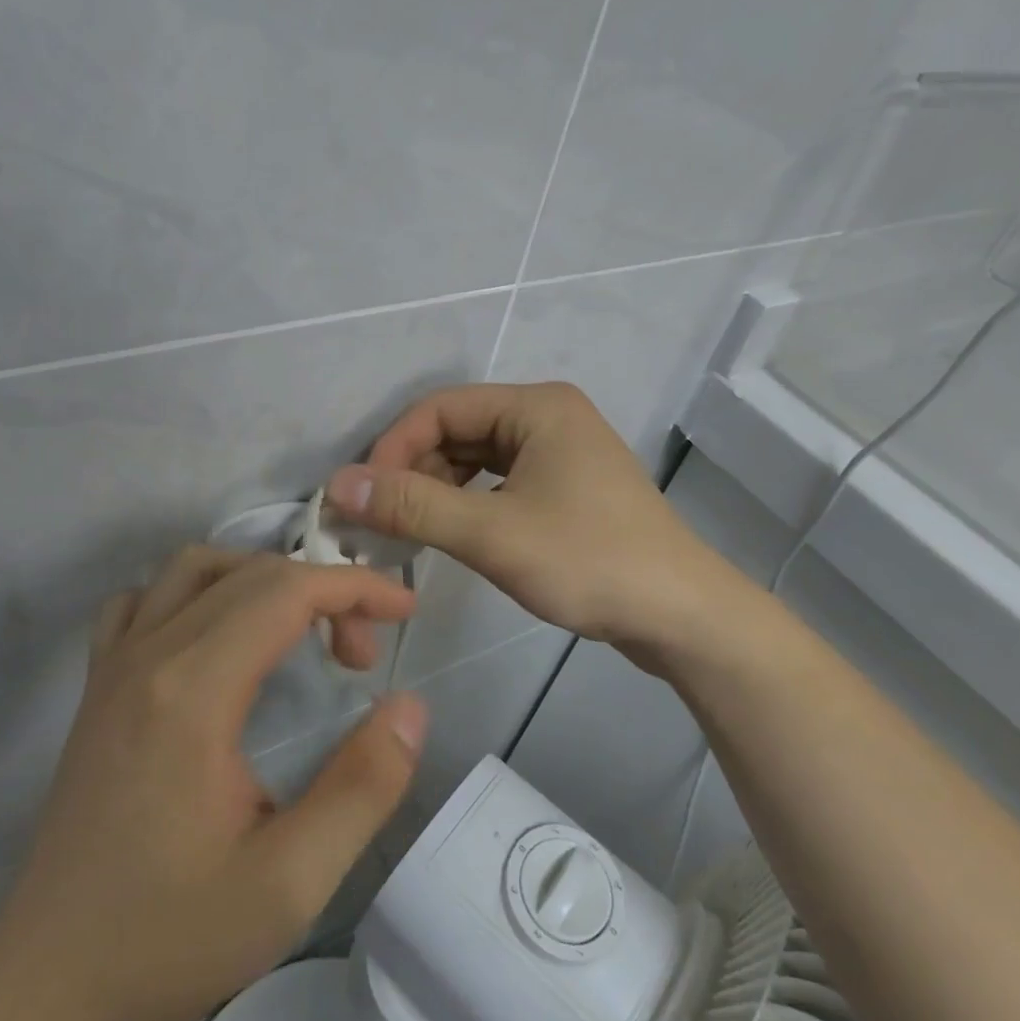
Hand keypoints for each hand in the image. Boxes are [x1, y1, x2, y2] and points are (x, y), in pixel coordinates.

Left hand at [0, 548, 424, 1020]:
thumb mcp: (290, 883)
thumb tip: (409, 707)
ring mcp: (112, 667)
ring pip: (193, 569)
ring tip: (300, 630)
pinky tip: (216, 638)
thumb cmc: (170, 937)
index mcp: (193, 692)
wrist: (45, 988)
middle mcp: (148, 657)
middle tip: (362, 657)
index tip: (405, 610)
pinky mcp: (96, 688)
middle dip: (324, 592)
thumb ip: (362, 787)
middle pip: (249, 574)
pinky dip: (194, 593)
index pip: (286, 591)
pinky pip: (143, 600)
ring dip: (261, 580)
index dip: (355, 587)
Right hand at [327, 383, 761, 663]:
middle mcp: (548, 417)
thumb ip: (413, 506)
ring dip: (436, 492)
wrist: (681, 615)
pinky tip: (448, 536)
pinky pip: (499, 484)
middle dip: (413, 473)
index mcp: (536, 406)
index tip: (360, 497)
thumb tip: (338, 484)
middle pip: (457, 432)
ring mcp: (560, 453)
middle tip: (377, 522)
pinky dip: (467, 506)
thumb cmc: (589, 561)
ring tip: (405, 533)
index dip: (393, 448)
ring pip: (476, 461)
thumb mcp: (492, 534)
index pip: (440, 408)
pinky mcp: (566, 489)